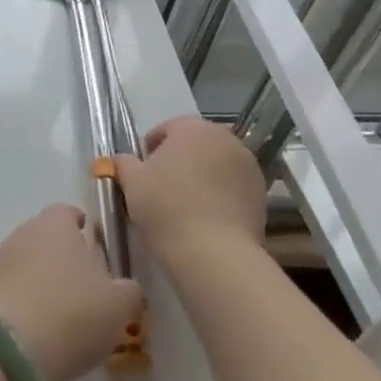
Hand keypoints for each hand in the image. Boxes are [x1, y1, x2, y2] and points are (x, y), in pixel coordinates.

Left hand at [0, 205, 143, 380]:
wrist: (11, 347)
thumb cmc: (73, 314)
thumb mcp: (119, 306)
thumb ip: (129, 291)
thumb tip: (127, 287)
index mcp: (57, 224)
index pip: (68, 212)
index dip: (82, 228)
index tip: (93, 247)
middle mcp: (24, 231)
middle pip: (46, 237)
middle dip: (62, 257)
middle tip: (81, 288)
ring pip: (26, 262)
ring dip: (39, 279)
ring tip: (57, 312)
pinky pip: (9, 288)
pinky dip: (21, 300)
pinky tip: (34, 327)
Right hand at [116, 117, 265, 259]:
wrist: (213, 253)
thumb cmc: (166, 207)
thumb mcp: (132, 182)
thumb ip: (122, 163)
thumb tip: (118, 160)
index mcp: (192, 127)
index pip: (167, 129)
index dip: (150, 150)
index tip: (142, 174)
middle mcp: (225, 138)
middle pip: (195, 145)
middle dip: (179, 161)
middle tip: (161, 189)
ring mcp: (248, 166)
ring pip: (216, 165)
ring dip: (202, 177)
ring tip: (186, 206)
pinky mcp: (262, 194)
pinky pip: (233, 187)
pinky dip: (220, 196)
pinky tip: (206, 218)